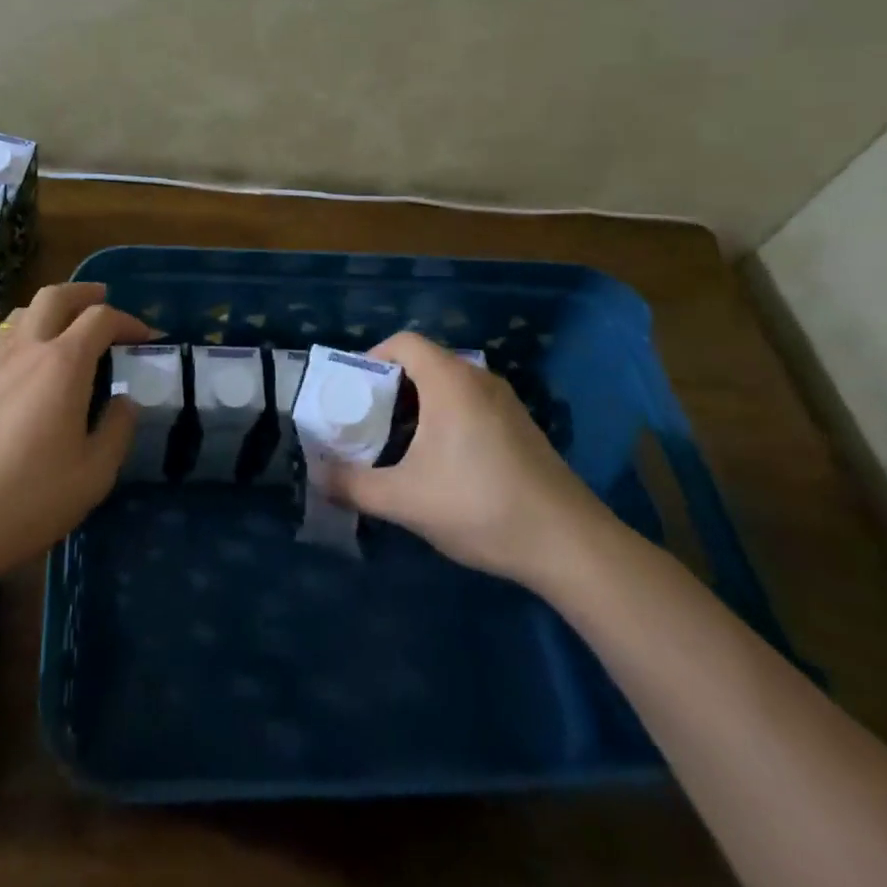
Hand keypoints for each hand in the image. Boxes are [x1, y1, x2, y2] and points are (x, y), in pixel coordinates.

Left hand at [0, 283, 151, 583]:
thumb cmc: (26, 500)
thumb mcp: (93, 475)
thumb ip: (117, 430)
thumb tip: (124, 401)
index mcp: (62, 364)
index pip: (101, 319)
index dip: (128, 321)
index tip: (145, 337)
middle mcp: (24, 349)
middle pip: (55, 296)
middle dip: (84, 293)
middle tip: (102, 300)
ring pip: (21, 314)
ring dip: (49, 310)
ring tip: (63, 329)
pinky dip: (21, 337)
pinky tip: (23, 367)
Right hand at [316, 332, 605, 587]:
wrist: (570, 545)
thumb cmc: (480, 506)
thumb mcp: (405, 500)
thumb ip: (353, 486)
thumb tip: (317, 478)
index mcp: (450, 381)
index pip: (402, 342)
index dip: (370, 358)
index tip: (351, 393)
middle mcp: (478, 379)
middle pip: (423, 362)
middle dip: (388, 386)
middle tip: (365, 420)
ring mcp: (505, 402)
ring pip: (447, 385)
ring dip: (416, 404)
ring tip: (395, 442)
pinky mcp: (520, 427)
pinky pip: (469, 404)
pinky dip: (444, 417)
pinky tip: (439, 461)